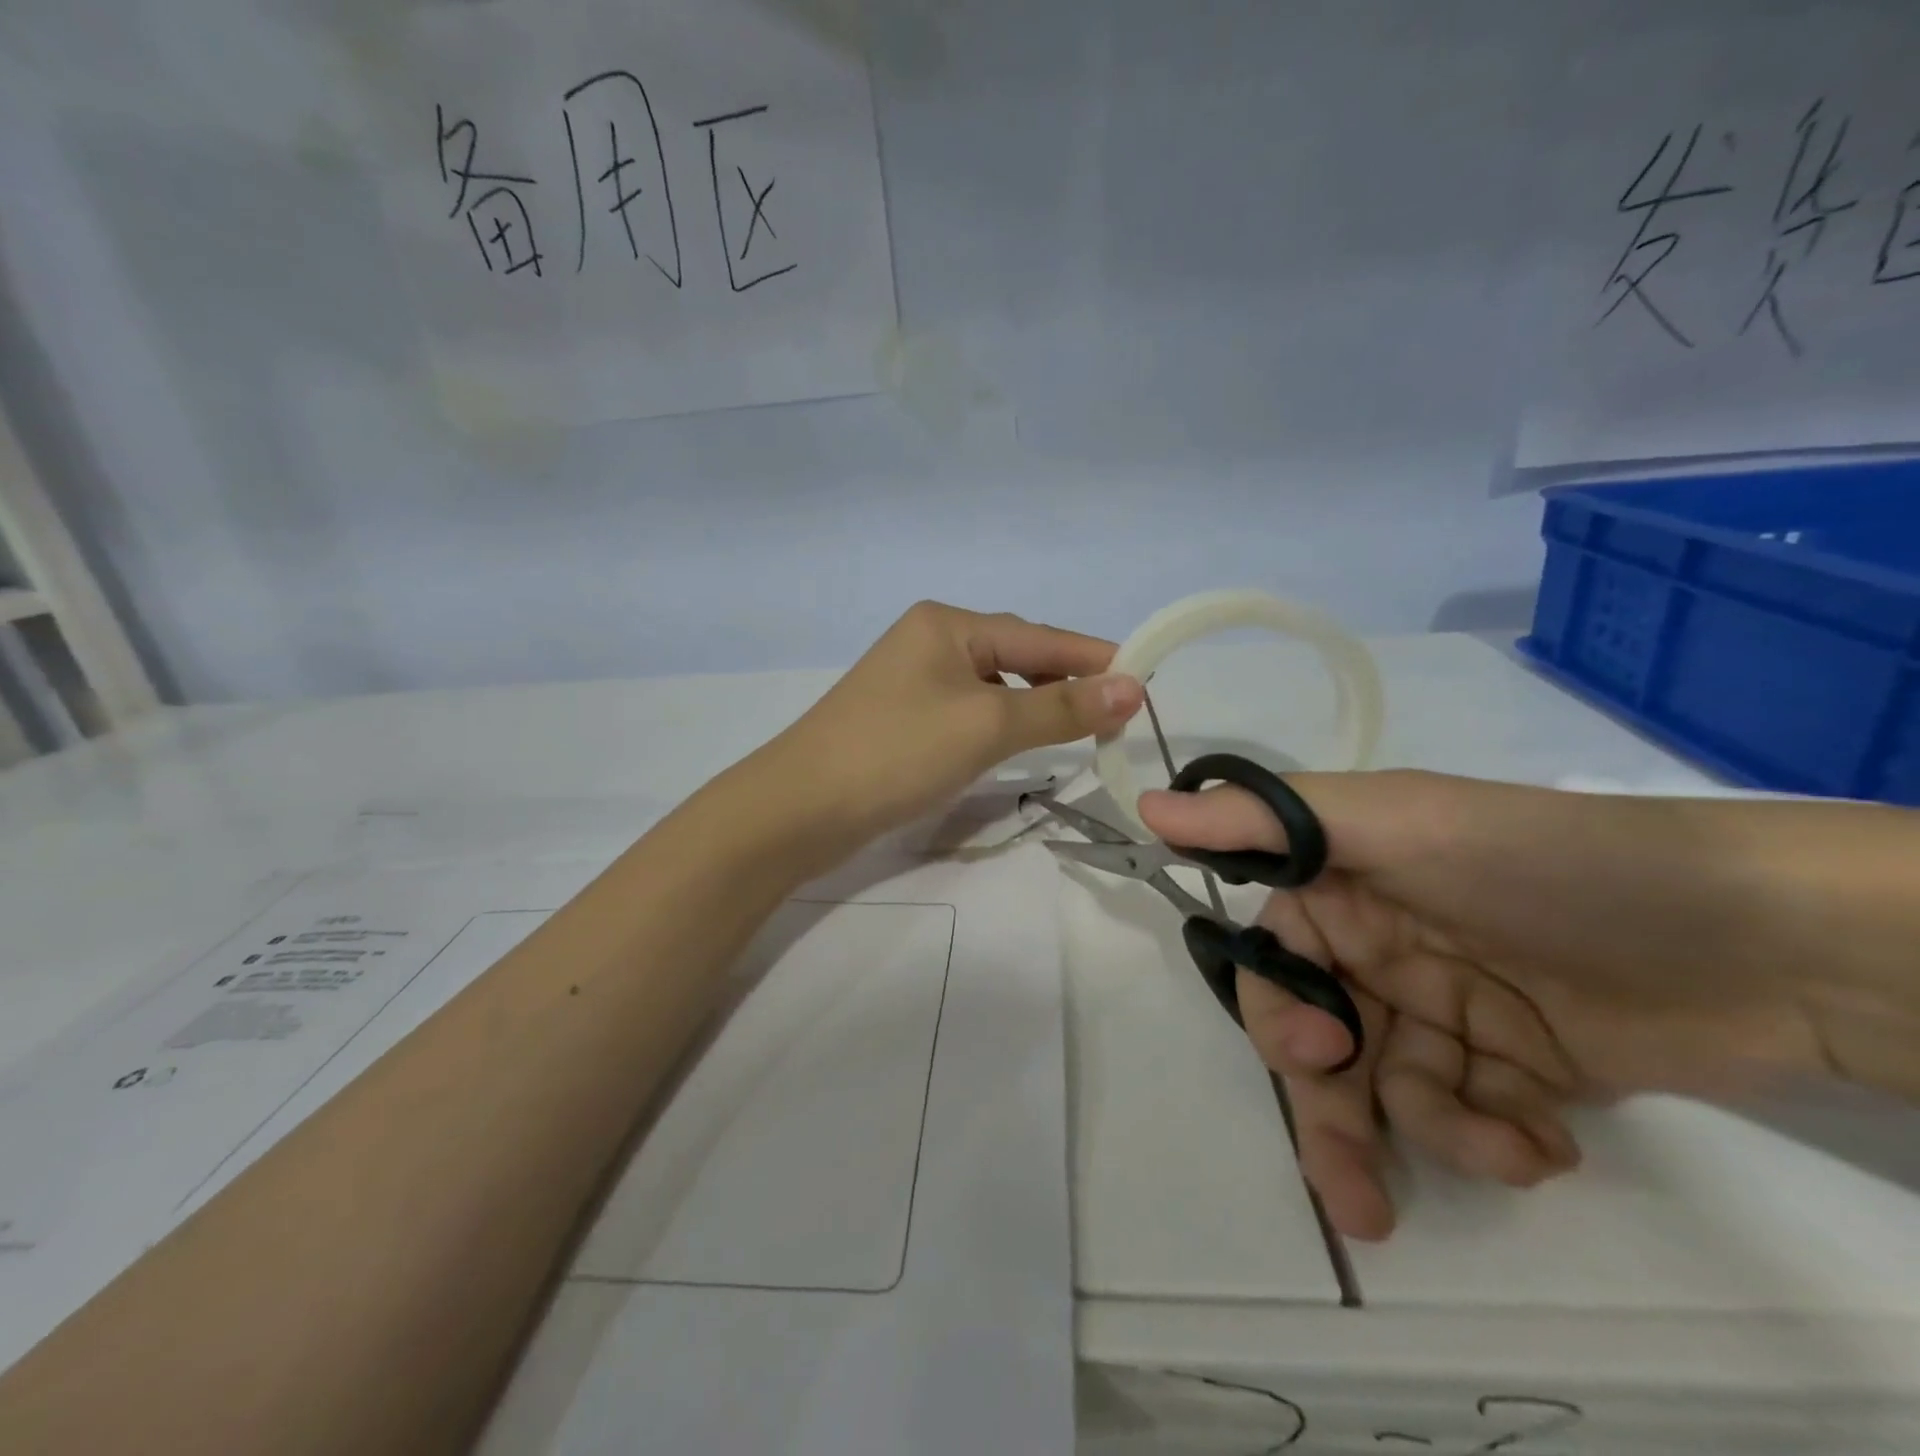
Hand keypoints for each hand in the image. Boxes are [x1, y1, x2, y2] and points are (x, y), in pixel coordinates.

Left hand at [764, 601, 1143, 866]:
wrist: (799, 809)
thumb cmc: (897, 753)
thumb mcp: (987, 725)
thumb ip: (1061, 706)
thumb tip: (1133, 687)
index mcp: (948, 624)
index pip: (1041, 637)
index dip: (1096, 659)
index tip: (1147, 683)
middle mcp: (930, 640)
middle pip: (1017, 656)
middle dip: (1066, 682)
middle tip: (1113, 718)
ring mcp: (913, 680)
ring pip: (994, 687)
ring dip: (1035, 706)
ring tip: (1075, 731)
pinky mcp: (903, 718)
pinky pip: (969, 711)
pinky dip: (1001, 724)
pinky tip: (1016, 743)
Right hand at [1139, 772, 1834, 1241]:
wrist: (1757, 937)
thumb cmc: (1540, 865)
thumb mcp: (1395, 824)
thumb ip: (1267, 820)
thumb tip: (1147, 809)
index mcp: (1343, 884)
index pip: (1272, 954)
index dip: (1277, 1010)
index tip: (1312, 1054)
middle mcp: (1380, 944)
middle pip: (1319, 1036)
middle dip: (1333, 1105)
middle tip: (1359, 1183)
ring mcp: (1445, 1007)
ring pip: (1388, 1088)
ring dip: (1431, 1134)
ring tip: (1499, 1155)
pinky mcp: (1512, 1066)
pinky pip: (1465, 1115)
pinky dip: (1494, 1137)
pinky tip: (1545, 1140)